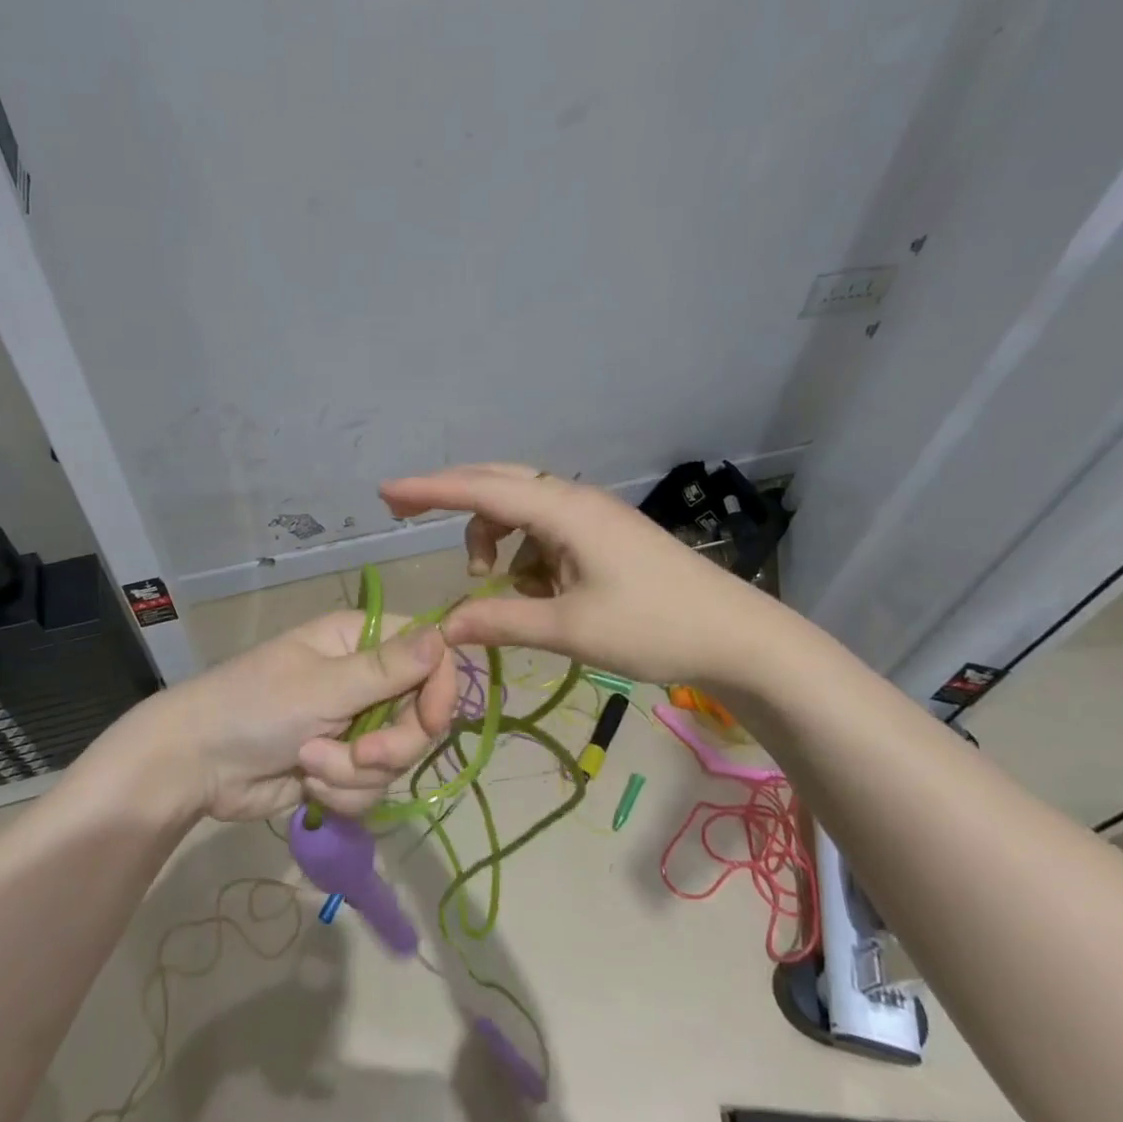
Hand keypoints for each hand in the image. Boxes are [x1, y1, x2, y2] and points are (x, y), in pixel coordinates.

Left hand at [152, 611, 459, 821]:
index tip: (431, 721)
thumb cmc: (255, 706)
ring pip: (395, 759)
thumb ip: (386, 669)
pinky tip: (306, 784)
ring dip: (354, 772)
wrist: (196, 765)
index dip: (439, 688)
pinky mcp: (340, 766)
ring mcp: (353, 725)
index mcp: (359, 642)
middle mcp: (363, 680)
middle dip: (391, 746)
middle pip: (418, 716)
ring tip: (310, 764)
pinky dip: (340, 791)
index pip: (428, 654)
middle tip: (361, 754)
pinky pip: (370, 786)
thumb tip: (443, 634)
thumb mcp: (323, 687)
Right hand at [380, 463, 806, 693]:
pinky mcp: (602, 536)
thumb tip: (444, 626)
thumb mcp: (571, 629)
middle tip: (401, 510)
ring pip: (520, 510)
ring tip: (491, 581)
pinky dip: (524, 555)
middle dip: (450, 497)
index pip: (483, 490)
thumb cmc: (655, 628)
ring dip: (493, 537)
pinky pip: (544, 533)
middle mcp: (574, 501)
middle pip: (498, 484)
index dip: (430, 490)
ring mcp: (591, 517)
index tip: (385, 491)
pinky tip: (536, 591)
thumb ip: (502, 621)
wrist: (737, 637)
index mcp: (564, 511)